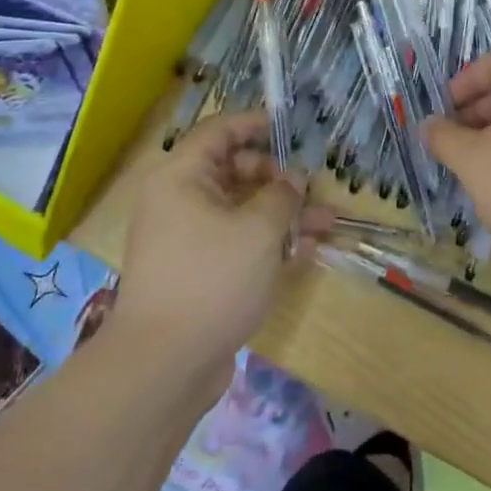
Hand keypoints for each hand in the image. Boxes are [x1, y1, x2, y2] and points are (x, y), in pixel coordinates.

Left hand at [112, 111, 327, 399]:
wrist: (164, 365)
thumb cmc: (212, 279)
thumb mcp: (258, 230)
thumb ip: (282, 196)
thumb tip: (293, 179)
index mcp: (181, 178)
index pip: (218, 133)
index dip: (254, 125)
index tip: (289, 128)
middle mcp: (180, 202)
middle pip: (233, 172)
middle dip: (278, 178)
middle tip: (312, 188)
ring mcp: (189, 240)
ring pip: (242, 211)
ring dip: (283, 214)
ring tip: (326, 222)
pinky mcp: (199, 273)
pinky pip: (237, 243)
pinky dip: (268, 243)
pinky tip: (306, 251)